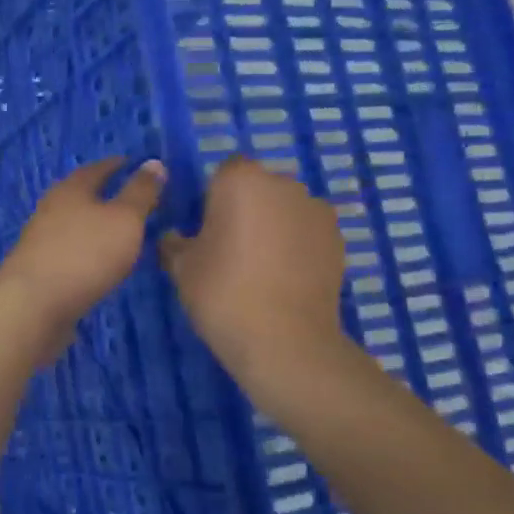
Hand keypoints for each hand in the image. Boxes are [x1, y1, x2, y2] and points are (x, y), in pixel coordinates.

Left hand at [0, 157, 164, 356]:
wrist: (33, 305)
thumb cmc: (85, 254)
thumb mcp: (125, 219)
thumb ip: (141, 192)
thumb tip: (154, 162)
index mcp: (71, 190)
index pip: (96, 169)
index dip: (116, 165)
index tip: (133, 164)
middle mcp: (50, 209)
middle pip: (79, 195)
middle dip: (102, 195)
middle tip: (129, 198)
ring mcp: (40, 241)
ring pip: (71, 225)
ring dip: (92, 226)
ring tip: (118, 233)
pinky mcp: (37, 270)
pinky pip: (67, 252)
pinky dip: (84, 251)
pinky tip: (96, 264)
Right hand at [159, 156, 347, 377]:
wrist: (285, 340)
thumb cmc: (222, 293)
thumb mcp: (181, 268)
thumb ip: (174, 244)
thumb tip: (174, 237)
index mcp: (241, 180)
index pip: (224, 172)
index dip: (214, 197)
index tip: (206, 228)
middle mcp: (283, 184)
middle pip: (259, 187)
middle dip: (246, 208)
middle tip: (230, 248)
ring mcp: (317, 210)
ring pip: (286, 209)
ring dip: (274, 226)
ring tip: (260, 267)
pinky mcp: (339, 239)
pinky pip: (307, 232)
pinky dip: (297, 245)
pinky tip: (284, 278)